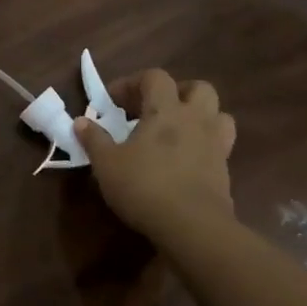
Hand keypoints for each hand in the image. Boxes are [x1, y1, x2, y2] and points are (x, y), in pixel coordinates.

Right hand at [75, 69, 235, 239]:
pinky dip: (204, 146)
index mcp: (165, 110)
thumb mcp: (107, 164)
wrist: (194, 228)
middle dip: (176, 92)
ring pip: (218, 115)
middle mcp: (195, 120)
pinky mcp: (225, 171)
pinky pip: (220, 146)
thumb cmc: (145, 186)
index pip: (155, 77)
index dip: (132, 83)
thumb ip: (94, 139)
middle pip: (198, 88)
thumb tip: (80, 121)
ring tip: (177, 131)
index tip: (112, 102)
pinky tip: (185, 162)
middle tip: (154, 109)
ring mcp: (215, 145)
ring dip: (199, 116)